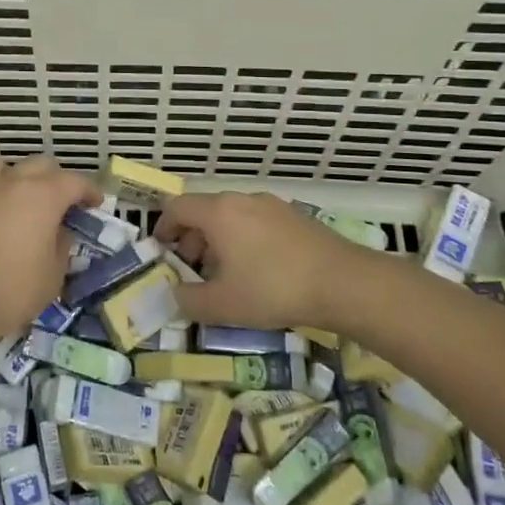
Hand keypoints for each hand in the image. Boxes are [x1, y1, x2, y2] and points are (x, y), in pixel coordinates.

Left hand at [0, 156, 100, 349]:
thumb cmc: (9, 293)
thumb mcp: (52, 278)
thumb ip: (61, 248)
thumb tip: (60, 232)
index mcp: (41, 197)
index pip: (74, 181)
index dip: (89, 190)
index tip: (95, 203)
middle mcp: (9, 184)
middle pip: (39, 165)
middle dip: (55, 180)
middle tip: (61, 203)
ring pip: (2, 168)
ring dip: (17, 179)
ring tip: (20, 201)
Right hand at [155, 192, 361, 330]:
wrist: (343, 282)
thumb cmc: (273, 289)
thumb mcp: (223, 305)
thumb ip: (189, 300)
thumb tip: (175, 294)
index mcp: (218, 212)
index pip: (177, 207)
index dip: (163, 228)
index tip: (161, 252)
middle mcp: (242, 199)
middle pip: (204, 211)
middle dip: (191, 239)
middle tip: (192, 271)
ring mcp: (271, 205)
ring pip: (232, 217)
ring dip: (218, 241)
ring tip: (225, 275)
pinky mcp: (294, 216)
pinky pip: (256, 222)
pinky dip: (244, 240)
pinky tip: (258, 271)